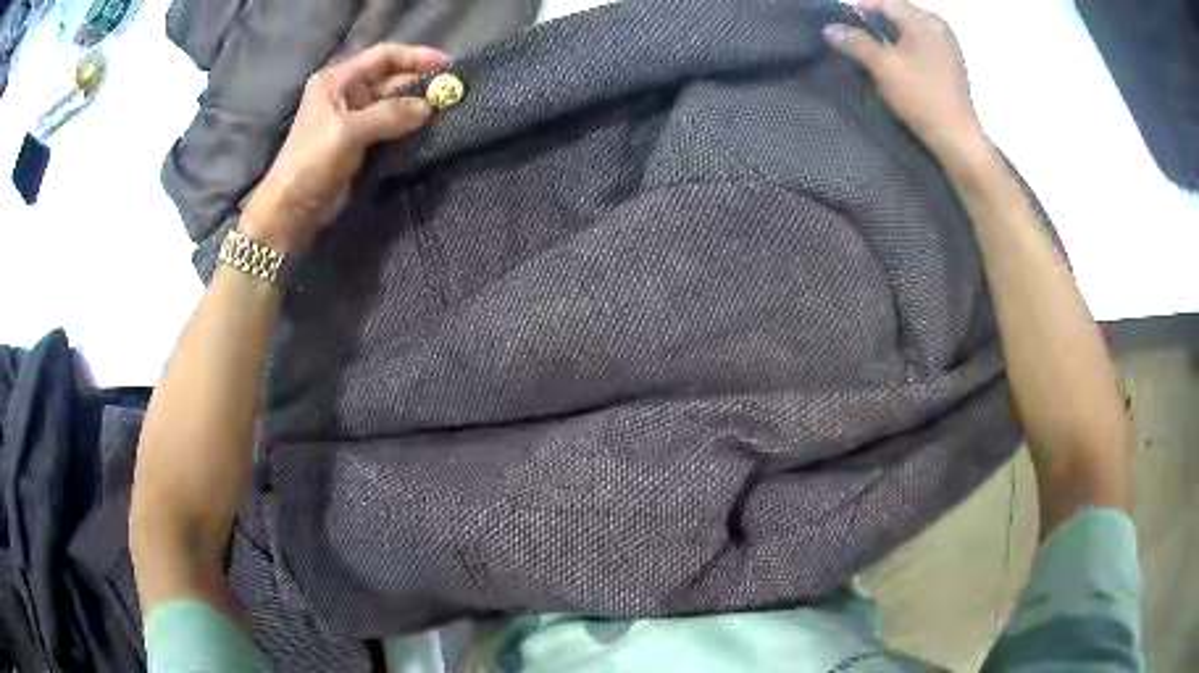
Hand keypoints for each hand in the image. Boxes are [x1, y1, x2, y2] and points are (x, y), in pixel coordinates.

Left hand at [241, 43, 447, 253]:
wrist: (291, 210)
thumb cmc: (311, 163)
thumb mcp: (348, 132)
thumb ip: (390, 114)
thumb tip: (429, 108)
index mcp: (336, 81)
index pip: (383, 56)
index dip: (415, 56)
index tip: (446, 65)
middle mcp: (346, 93)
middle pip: (390, 78)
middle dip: (420, 84)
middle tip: (451, 93)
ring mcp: (353, 118)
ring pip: (393, 103)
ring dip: (417, 106)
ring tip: (446, 111)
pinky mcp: (360, 142)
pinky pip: (391, 126)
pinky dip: (409, 126)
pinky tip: (428, 129)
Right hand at [823, 0, 985, 159]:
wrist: (956, 138)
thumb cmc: (920, 97)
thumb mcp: (882, 66)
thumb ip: (854, 42)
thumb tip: (830, 28)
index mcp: (923, 20)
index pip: (883, 2)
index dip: (859, 10)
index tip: (843, 27)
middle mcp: (937, 26)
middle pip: (896, 15)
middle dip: (874, 25)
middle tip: (857, 43)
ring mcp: (947, 45)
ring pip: (908, 31)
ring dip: (889, 39)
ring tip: (875, 57)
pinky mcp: (950, 64)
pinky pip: (920, 45)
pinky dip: (905, 50)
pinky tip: (898, 68)